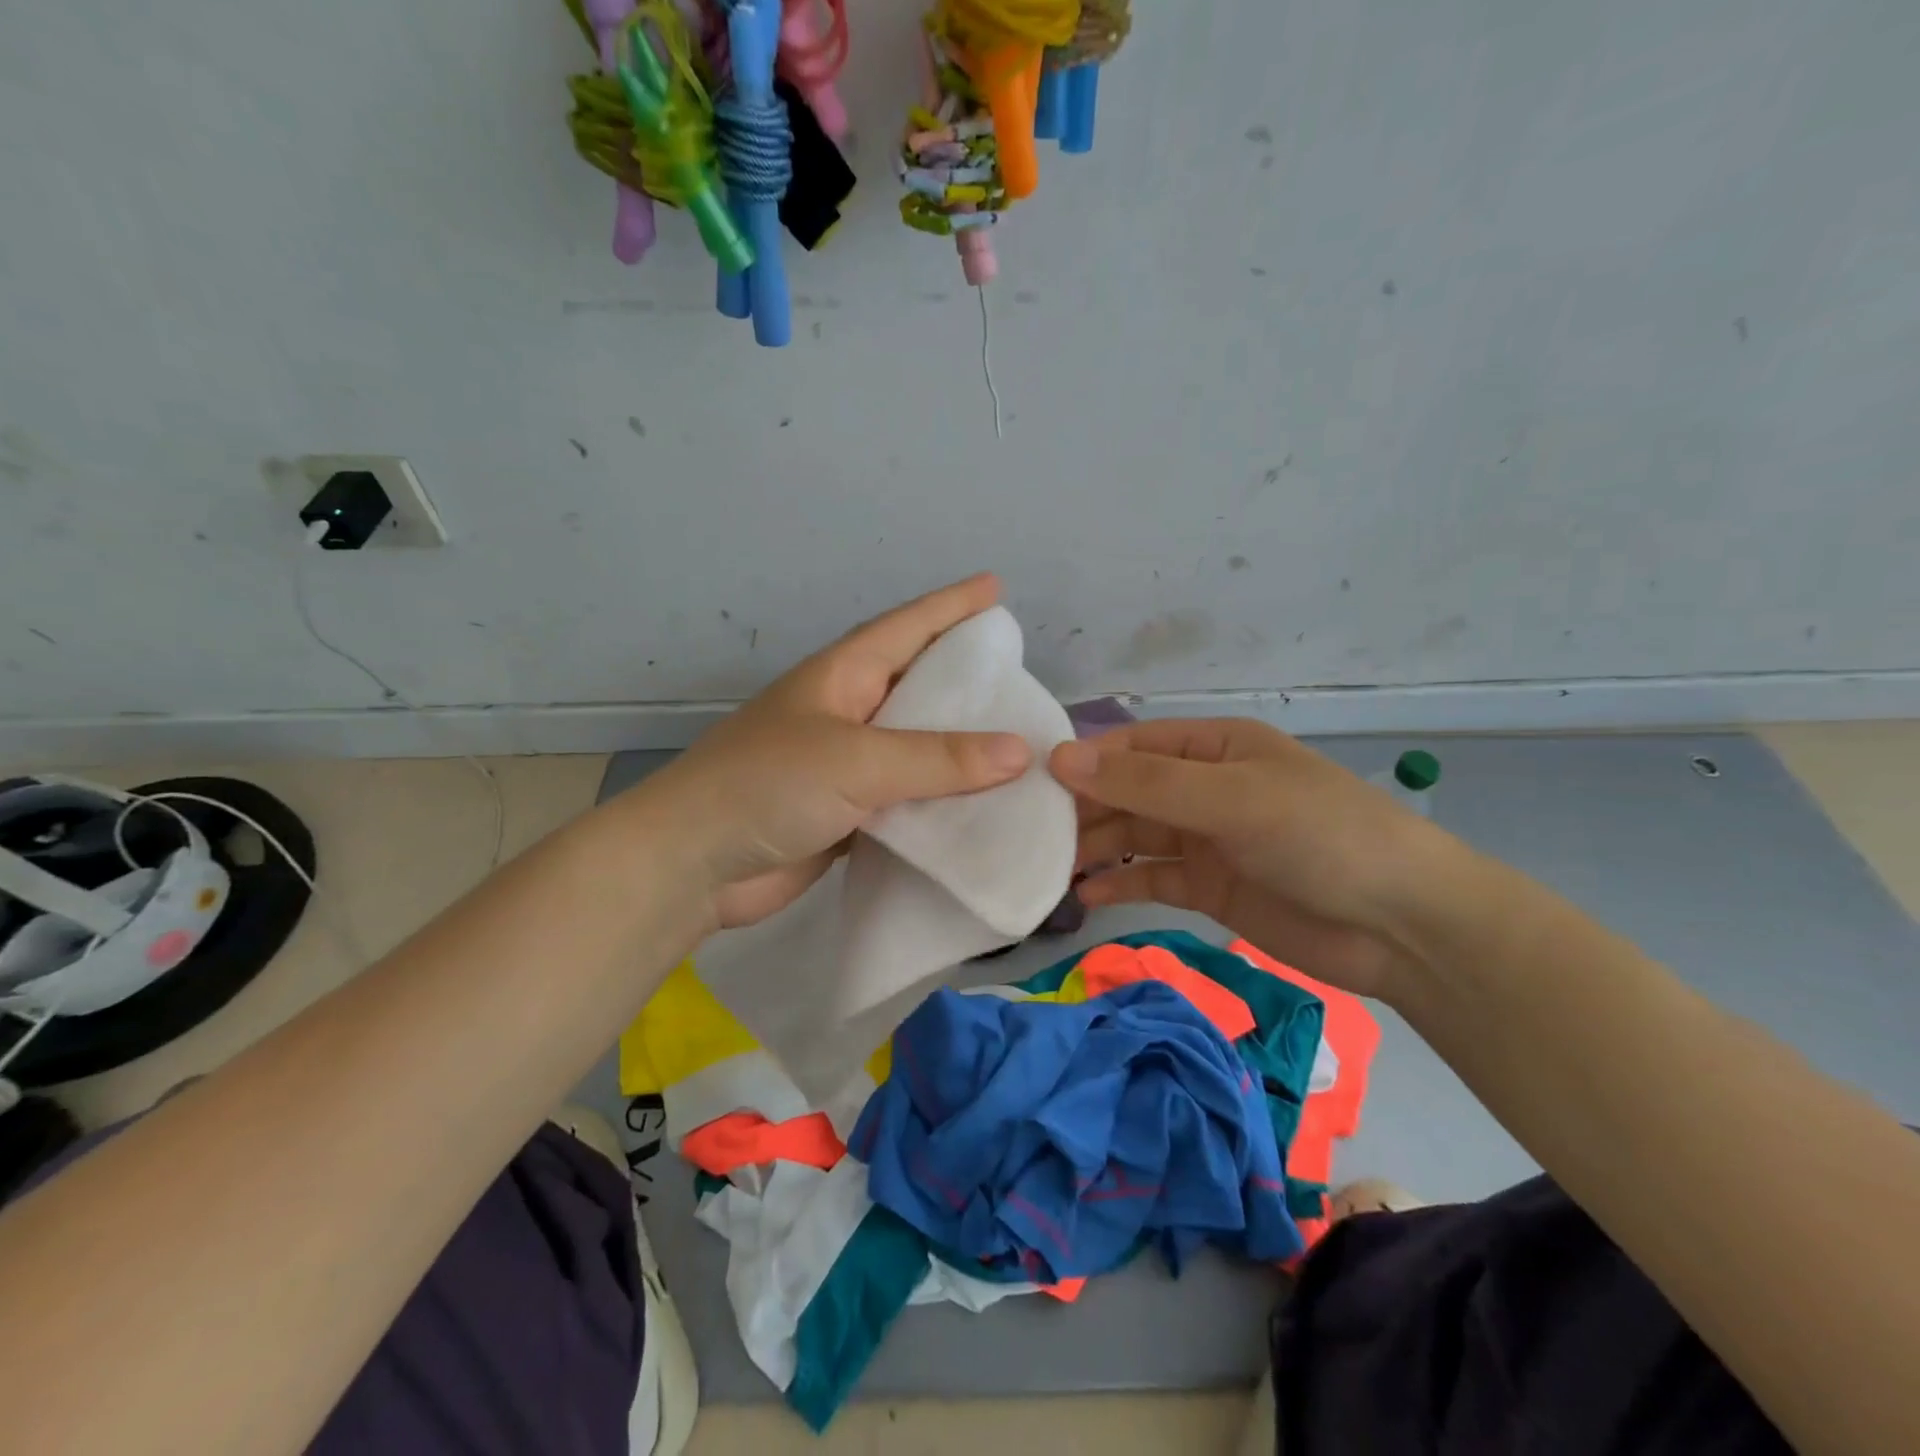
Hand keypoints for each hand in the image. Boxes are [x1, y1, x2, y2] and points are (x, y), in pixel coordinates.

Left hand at [646, 575, 1031, 930]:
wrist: (691, 865)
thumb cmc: (765, 786)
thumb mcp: (855, 760)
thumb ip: (937, 757)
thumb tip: (1021, 751)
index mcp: (842, 677)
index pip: (908, 627)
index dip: (952, 606)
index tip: (996, 587)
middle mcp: (846, 713)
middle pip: (917, 685)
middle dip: (966, 678)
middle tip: (1021, 677)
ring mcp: (844, 766)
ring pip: (916, 747)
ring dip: (960, 749)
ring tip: (1017, 745)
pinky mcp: (846, 814)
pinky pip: (907, 799)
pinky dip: (941, 801)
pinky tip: (981, 807)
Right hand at [1049, 719, 1457, 999]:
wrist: (1403, 926)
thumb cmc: (1321, 836)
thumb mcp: (1232, 798)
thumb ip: (1146, 783)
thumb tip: (1060, 758)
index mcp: (1215, 747)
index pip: (1133, 746)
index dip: (1085, 762)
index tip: (1033, 785)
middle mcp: (1205, 787)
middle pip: (1128, 792)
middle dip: (1084, 810)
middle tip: (1032, 834)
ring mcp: (1207, 839)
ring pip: (1135, 836)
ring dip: (1096, 848)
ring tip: (1048, 867)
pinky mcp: (1210, 888)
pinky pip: (1152, 879)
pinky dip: (1120, 885)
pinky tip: (1087, 896)